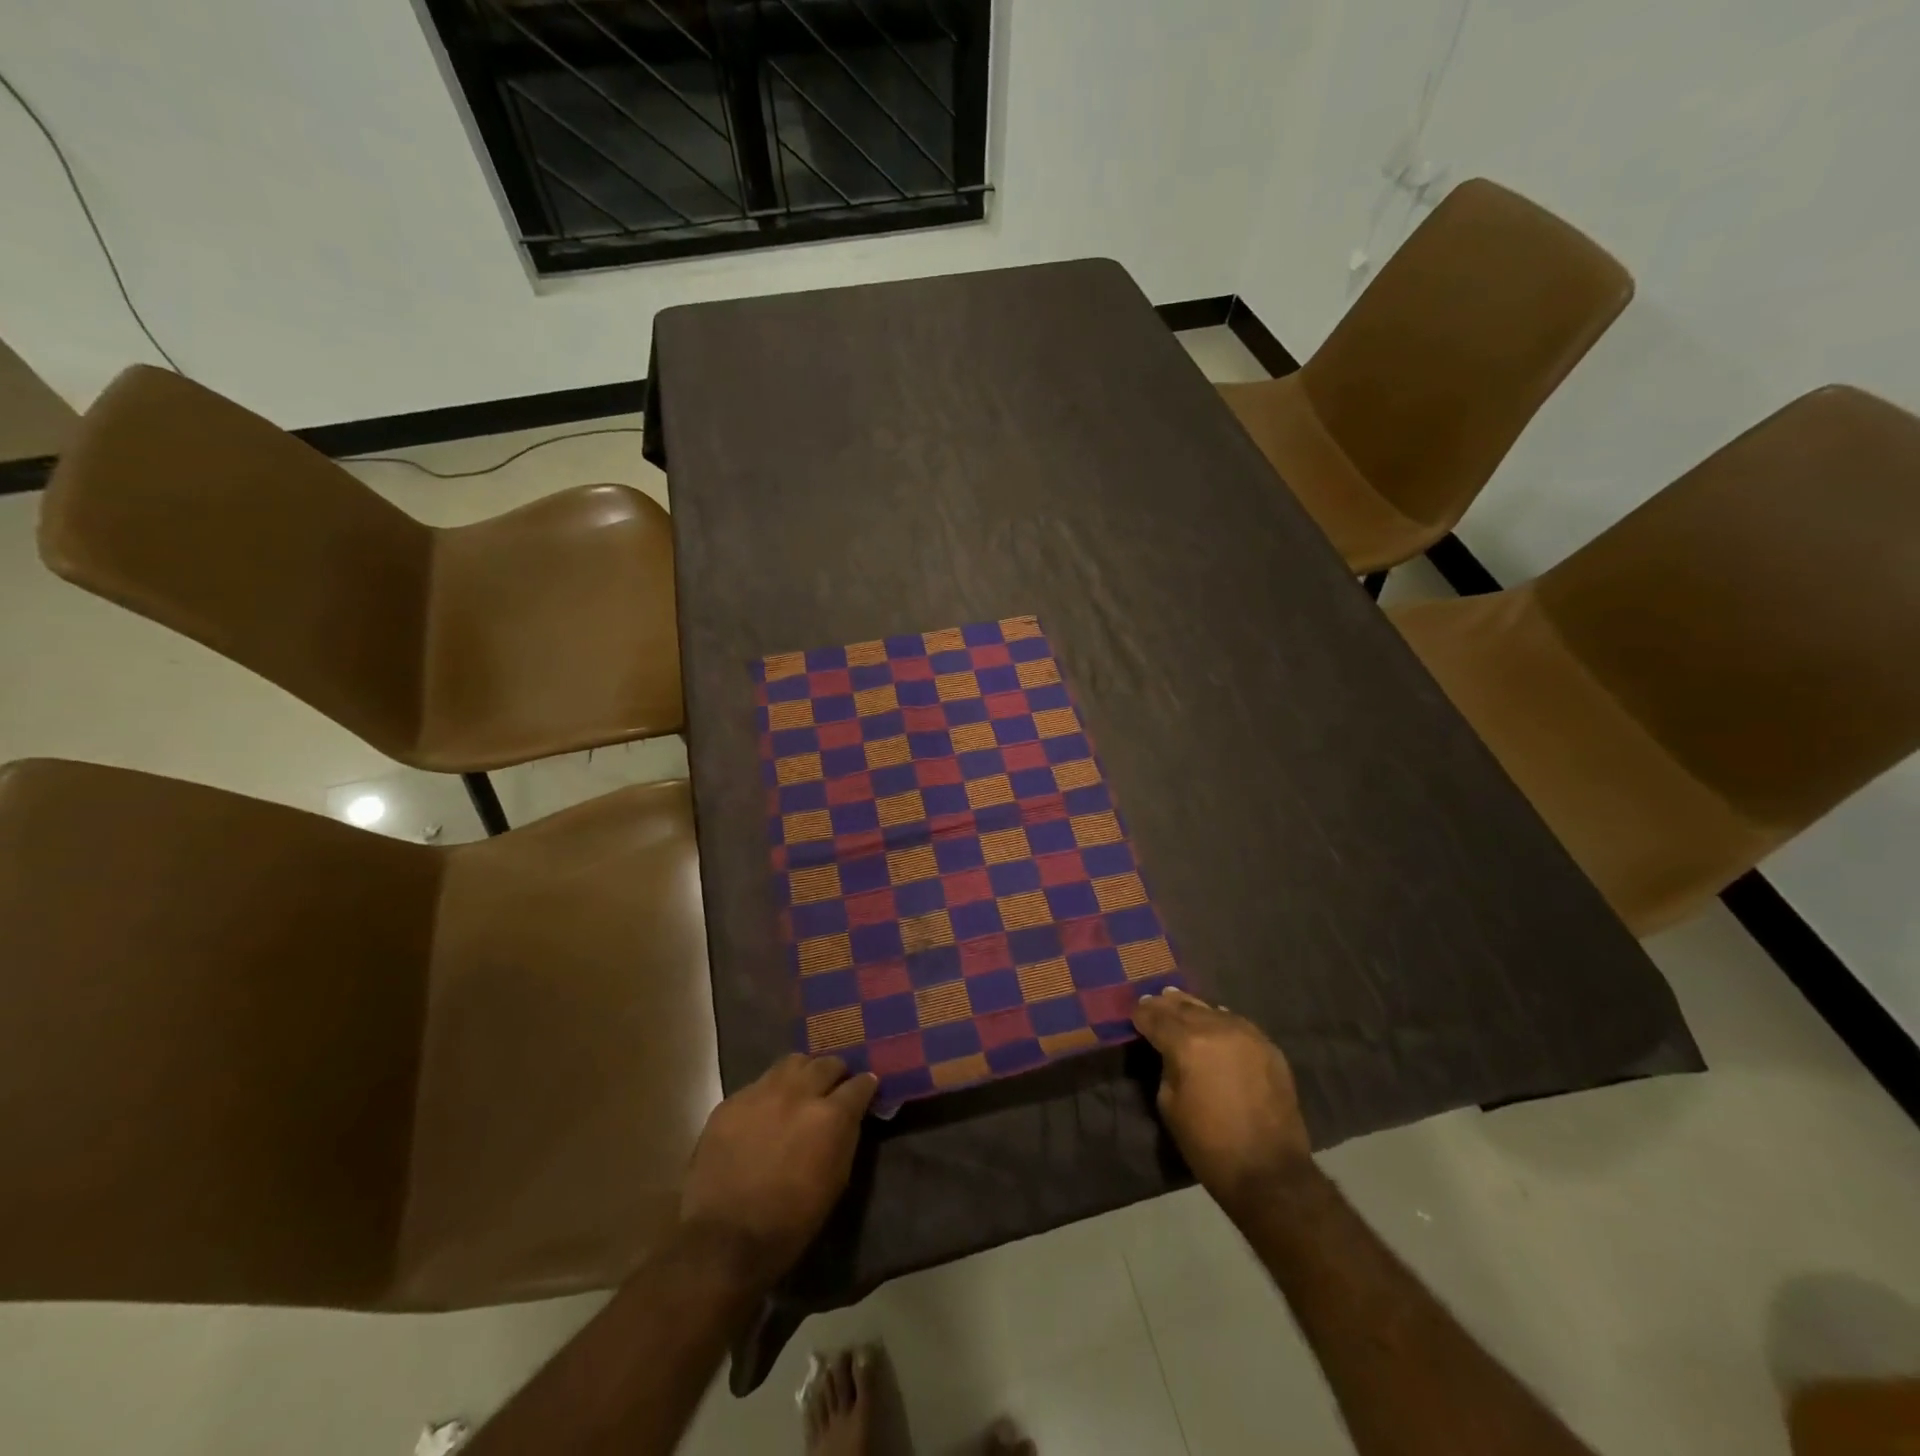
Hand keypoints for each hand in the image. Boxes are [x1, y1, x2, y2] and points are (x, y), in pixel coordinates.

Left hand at [679, 1054, 877, 1286]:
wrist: (723, 1241)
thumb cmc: (790, 1222)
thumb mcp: (835, 1182)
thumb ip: (846, 1137)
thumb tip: (851, 1115)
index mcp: (830, 1116)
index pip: (860, 1083)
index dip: (866, 1086)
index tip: (867, 1089)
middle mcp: (798, 1093)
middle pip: (827, 1064)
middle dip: (836, 1073)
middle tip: (835, 1087)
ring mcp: (761, 1093)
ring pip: (792, 1062)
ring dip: (804, 1072)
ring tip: (801, 1088)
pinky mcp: (731, 1101)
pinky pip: (759, 1084)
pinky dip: (770, 1092)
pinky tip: (766, 1111)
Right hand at [1133, 988, 1311, 1210]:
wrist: (1269, 1172)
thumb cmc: (1209, 1145)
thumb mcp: (1169, 1105)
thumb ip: (1167, 1067)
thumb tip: (1170, 1051)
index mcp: (1186, 1044)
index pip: (1156, 1018)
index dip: (1142, 1015)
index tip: (1134, 1013)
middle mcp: (1216, 1029)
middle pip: (1184, 1007)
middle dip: (1165, 1005)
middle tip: (1152, 1000)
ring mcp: (1246, 1034)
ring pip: (1211, 1010)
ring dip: (1193, 1008)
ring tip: (1178, 1002)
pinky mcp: (1268, 1046)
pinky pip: (1237, 1023)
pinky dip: (1220, 1019)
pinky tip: (1214, 1019)